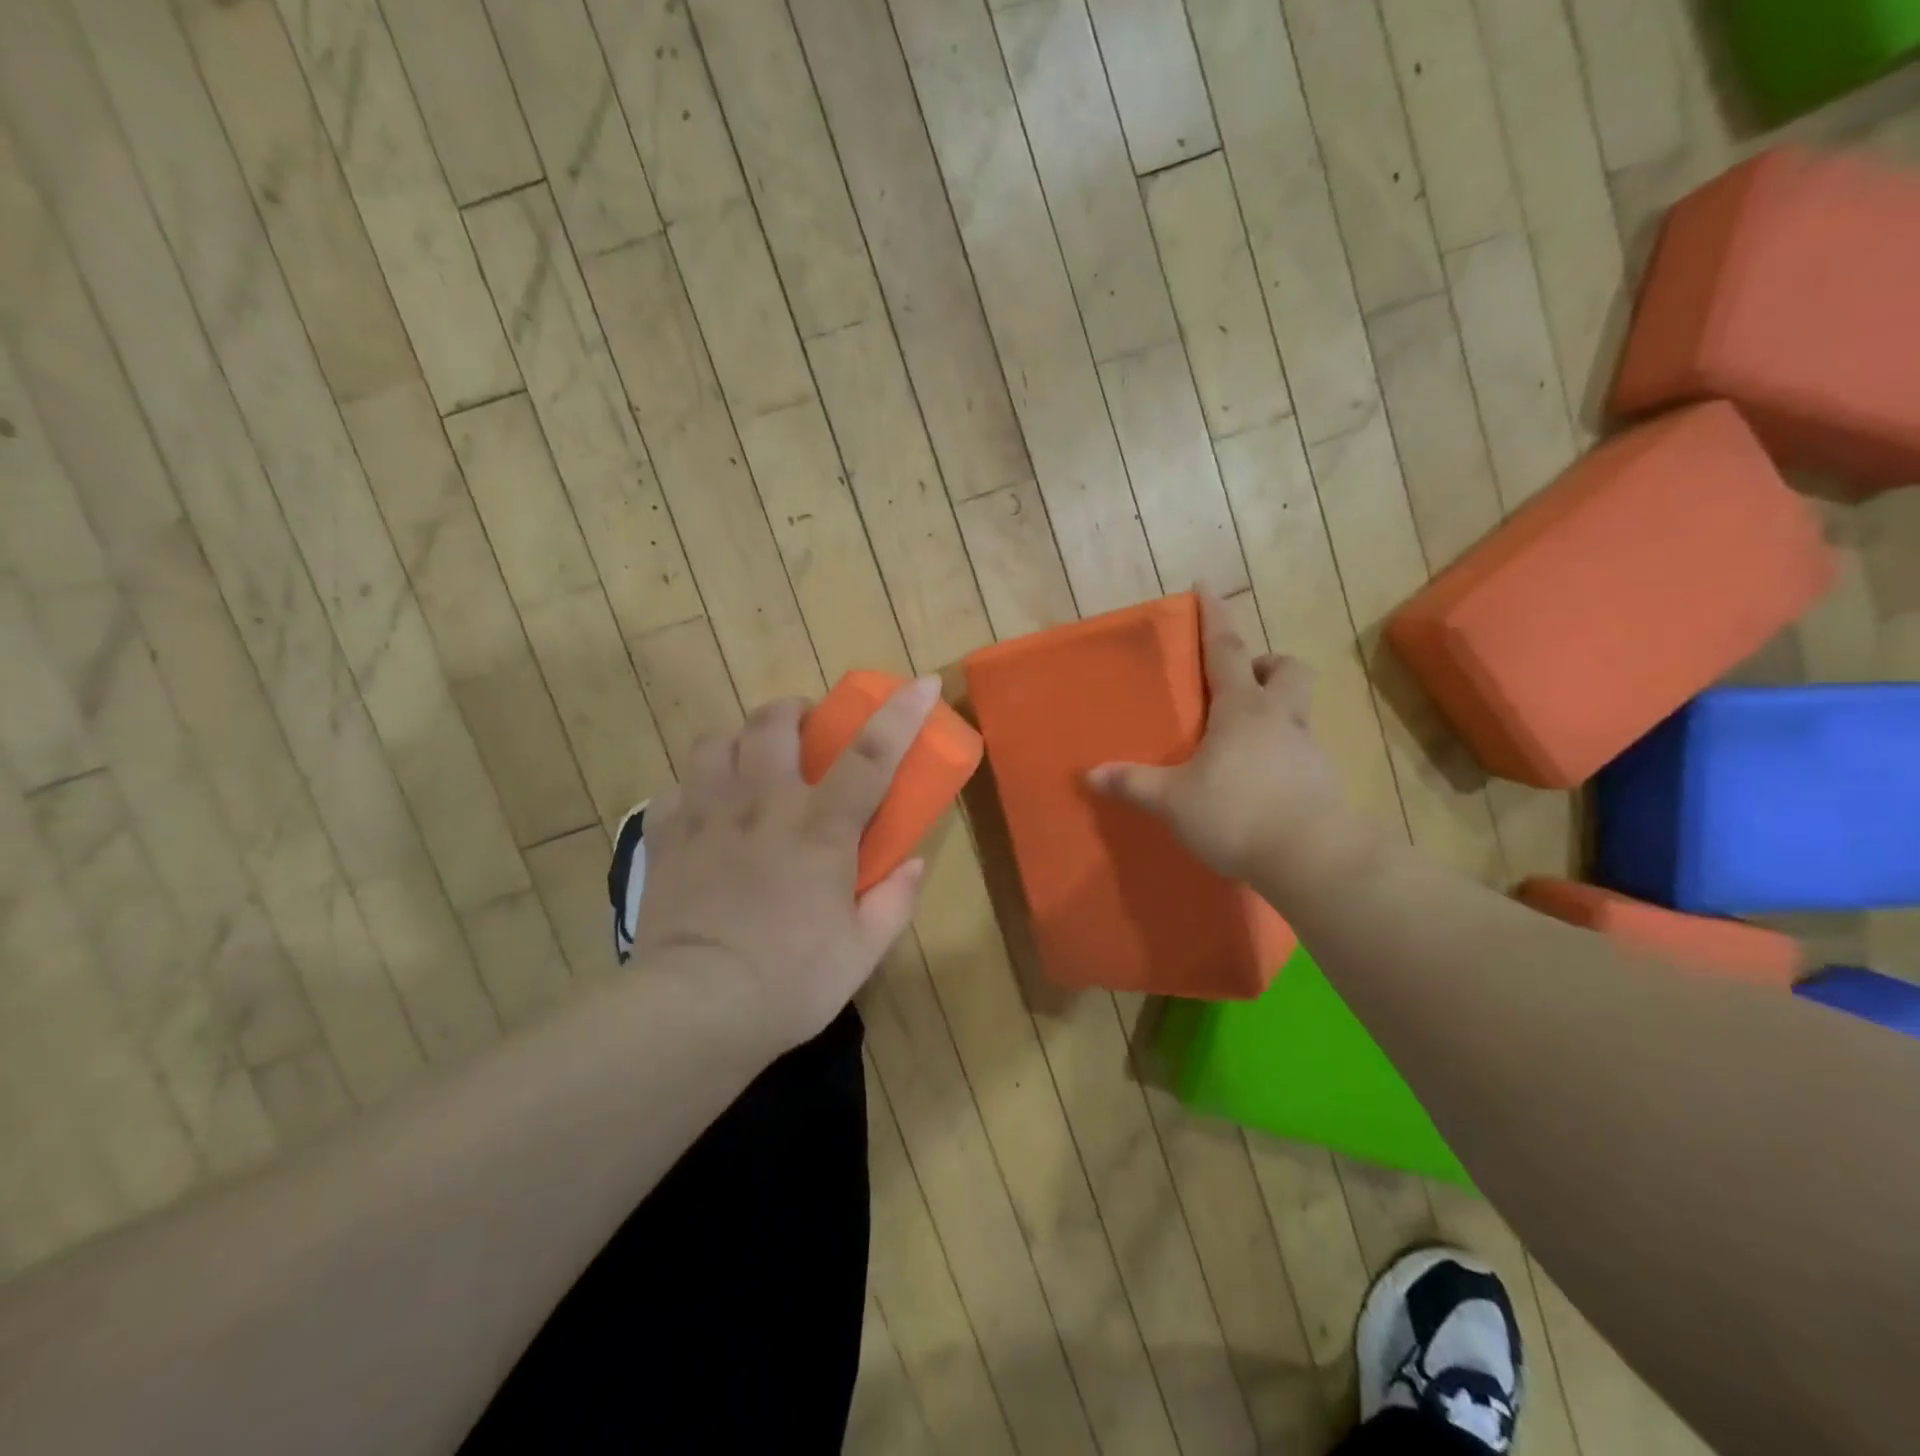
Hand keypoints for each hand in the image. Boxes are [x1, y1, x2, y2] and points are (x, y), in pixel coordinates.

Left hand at [628, 679, 940, 1052]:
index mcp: (821, 827)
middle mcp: (764, 804)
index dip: (901, 713)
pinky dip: (693, 788)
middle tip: (805, 727)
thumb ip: (895, 901)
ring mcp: (708, 815)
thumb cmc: (791, 981)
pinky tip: (703, 808)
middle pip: (775, 723)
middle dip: (795, 710)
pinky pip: (675, 788)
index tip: (922, 681)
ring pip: (715, 741)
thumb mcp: (863, 951)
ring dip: (739, 738)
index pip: (871, 754)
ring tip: (748, 759)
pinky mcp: (666, 837)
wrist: (696, 1007)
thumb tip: (913, 863)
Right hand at [1087, 590, 1374, 906]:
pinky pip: (1299, 752)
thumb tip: (1091, 774)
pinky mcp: (1322, 782)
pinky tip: (1258, 783)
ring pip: (1297, 710)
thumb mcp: (1173, 800)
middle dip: (1265, 665)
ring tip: (1239, 743)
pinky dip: (1279, 754)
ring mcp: (1307, 749)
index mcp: (1241, 709)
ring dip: (1273, 711)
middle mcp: (1280, 718)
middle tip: (1238, 684)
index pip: (1225, 649)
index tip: (1205, 586)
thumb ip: (1133, 784)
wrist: (1312, 859)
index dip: (1214, 616)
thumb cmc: (1236, 813)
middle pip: (1286, 670)